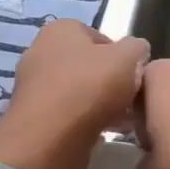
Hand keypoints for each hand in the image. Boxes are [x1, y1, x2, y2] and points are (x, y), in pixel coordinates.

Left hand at [0, 20, 148, 168]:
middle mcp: (40, 52)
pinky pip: (65, 114)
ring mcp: (33, 86)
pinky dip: (82, 122)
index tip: (134, 75)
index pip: (98, 37)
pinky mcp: (32, 117)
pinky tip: (99, 133)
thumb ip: (136, 48)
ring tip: (120, 121)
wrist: (50, 138)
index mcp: (60, 30)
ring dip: (98, 103)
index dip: (121, 56)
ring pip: (77, 91)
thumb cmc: (90, 87)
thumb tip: (137, 51)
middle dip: (109, 81)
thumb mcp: (128, 58)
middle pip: (87, 65)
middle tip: (129, 99)